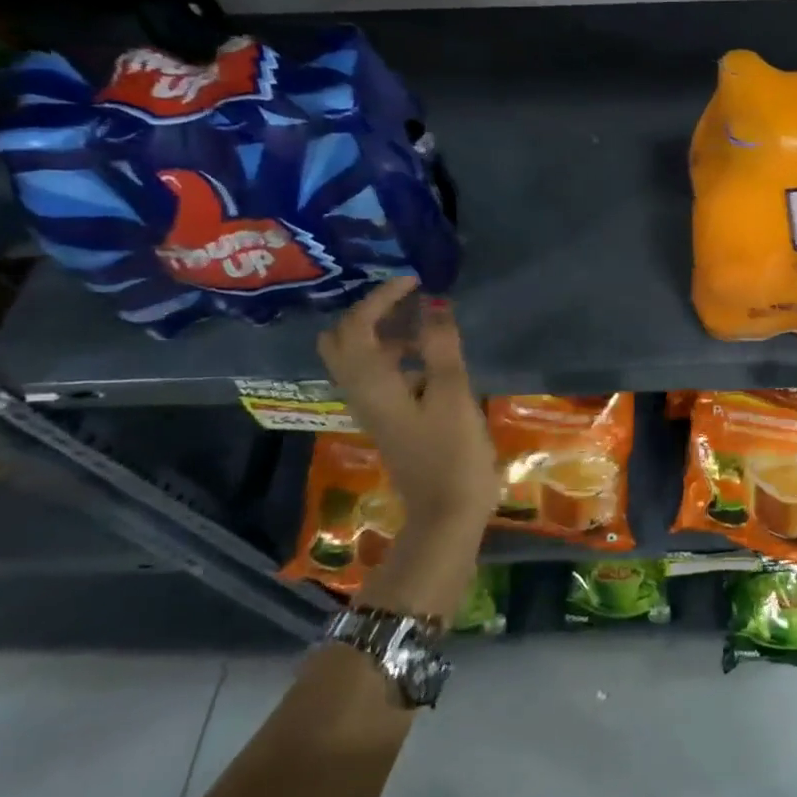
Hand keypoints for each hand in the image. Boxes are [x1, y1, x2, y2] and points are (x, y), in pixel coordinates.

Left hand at [316, 277, 498, 615]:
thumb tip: (433, 302)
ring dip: (384, 332)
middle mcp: (361, 393)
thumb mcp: (454, 395)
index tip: (415, 281)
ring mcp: (373, 409)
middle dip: (369, 312)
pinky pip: (378, 374)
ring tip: (427, 323)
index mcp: (372, 384)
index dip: (381, 297)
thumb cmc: (453, 454)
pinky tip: (431, 358)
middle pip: (342, 341)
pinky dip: (395, 354)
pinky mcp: (388, 420)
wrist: (447, 514)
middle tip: (407, 300)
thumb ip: (441, 347)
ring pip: (359, 358)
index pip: (357, 326)